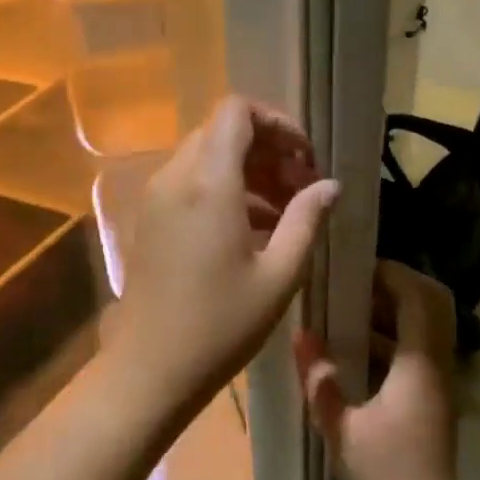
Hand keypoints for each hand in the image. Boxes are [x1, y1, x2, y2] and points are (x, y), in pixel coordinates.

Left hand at [105, 96, 339, 418]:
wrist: (151, 367)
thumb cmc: (221, 325)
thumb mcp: (279, 275)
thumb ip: (307, 220)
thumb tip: (330, 186)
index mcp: (208, 184)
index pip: (236, 111)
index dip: (277, 123)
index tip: (305, 160)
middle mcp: (175, 179)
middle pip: (221, 132)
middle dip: (266, 150)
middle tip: (300, 189)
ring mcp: (156, 199)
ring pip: (204, 158)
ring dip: (247, 172)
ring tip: (284, 214)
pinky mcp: (149, 220)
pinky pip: (188, 185)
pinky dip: (222, 191)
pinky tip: (252, 231)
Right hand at [293, 261, 462, 479]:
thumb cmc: (384, 478)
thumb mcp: (341, 428)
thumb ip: (320, 380)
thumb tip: (300, 335)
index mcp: (419, 367)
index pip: (419, 298)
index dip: (392, 274)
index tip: (354, 266)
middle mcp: (437, 367)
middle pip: (432, 305)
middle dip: (397, 286)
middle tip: (353, 283)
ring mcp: (438, 384)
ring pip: (426, 328)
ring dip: (393, 312)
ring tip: (346, 310)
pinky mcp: (432, 400)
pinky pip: (417, 352)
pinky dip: (392, 339)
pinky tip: (353, 350)